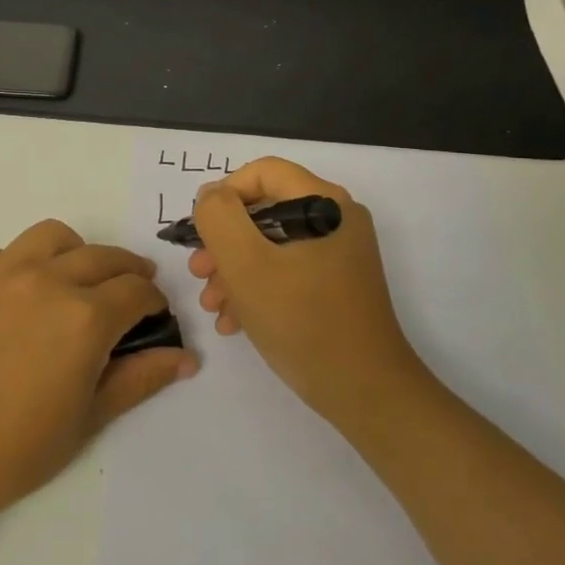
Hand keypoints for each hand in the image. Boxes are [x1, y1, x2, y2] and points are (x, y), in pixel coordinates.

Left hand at [0, 220, 196, 527]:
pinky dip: (32, 262)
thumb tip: (186, 358)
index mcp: (84, 317)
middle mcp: (47, 280)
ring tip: (79, 281)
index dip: (154, 304)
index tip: (154, 318)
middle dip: (128, 273)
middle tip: (131, 295)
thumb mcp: (88, 419)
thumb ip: (140, 379)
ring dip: (79, 252)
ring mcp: (2, 272)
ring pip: (55, 237)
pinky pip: (11, 251)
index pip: (137, 292)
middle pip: (104, 257)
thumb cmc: (14, 450)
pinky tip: (26, 296)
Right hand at [189, 157, 423, 430]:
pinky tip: (234, 321)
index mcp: (324, 203)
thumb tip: (211, 195)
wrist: (365, 392)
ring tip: (212, 305)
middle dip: (224, 241)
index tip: (201, 232)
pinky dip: (257, 288)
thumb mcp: (247, 264)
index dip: (224, 194)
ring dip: (234, 269)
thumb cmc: (303, 321)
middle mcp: (336, 219)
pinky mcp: (336, 285)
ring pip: (272, 244)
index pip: (263, 172)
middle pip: (265, 210)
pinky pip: (288, 270)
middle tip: (199, 272)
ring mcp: (339, 254)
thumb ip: (220, 218)